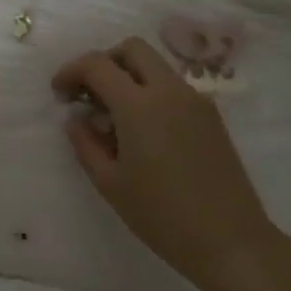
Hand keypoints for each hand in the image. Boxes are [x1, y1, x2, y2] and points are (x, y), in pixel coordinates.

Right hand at [52, 37, 274, 287]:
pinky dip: (150, 93)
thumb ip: (86, 143)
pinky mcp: (211, 116)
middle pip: (132, 49)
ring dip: (129, 77)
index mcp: (140, 105)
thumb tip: (76, 119)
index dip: (71, 72)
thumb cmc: (161, 215)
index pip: (97, 64)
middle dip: (104, 62)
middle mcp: (170, 91)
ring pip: (156, 66)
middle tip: (88, 95)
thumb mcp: (110, 183)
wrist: (230, 240)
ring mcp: (196, 101)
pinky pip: (173, 88)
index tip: (60, 95)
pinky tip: (143, 132)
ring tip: (113, 119)